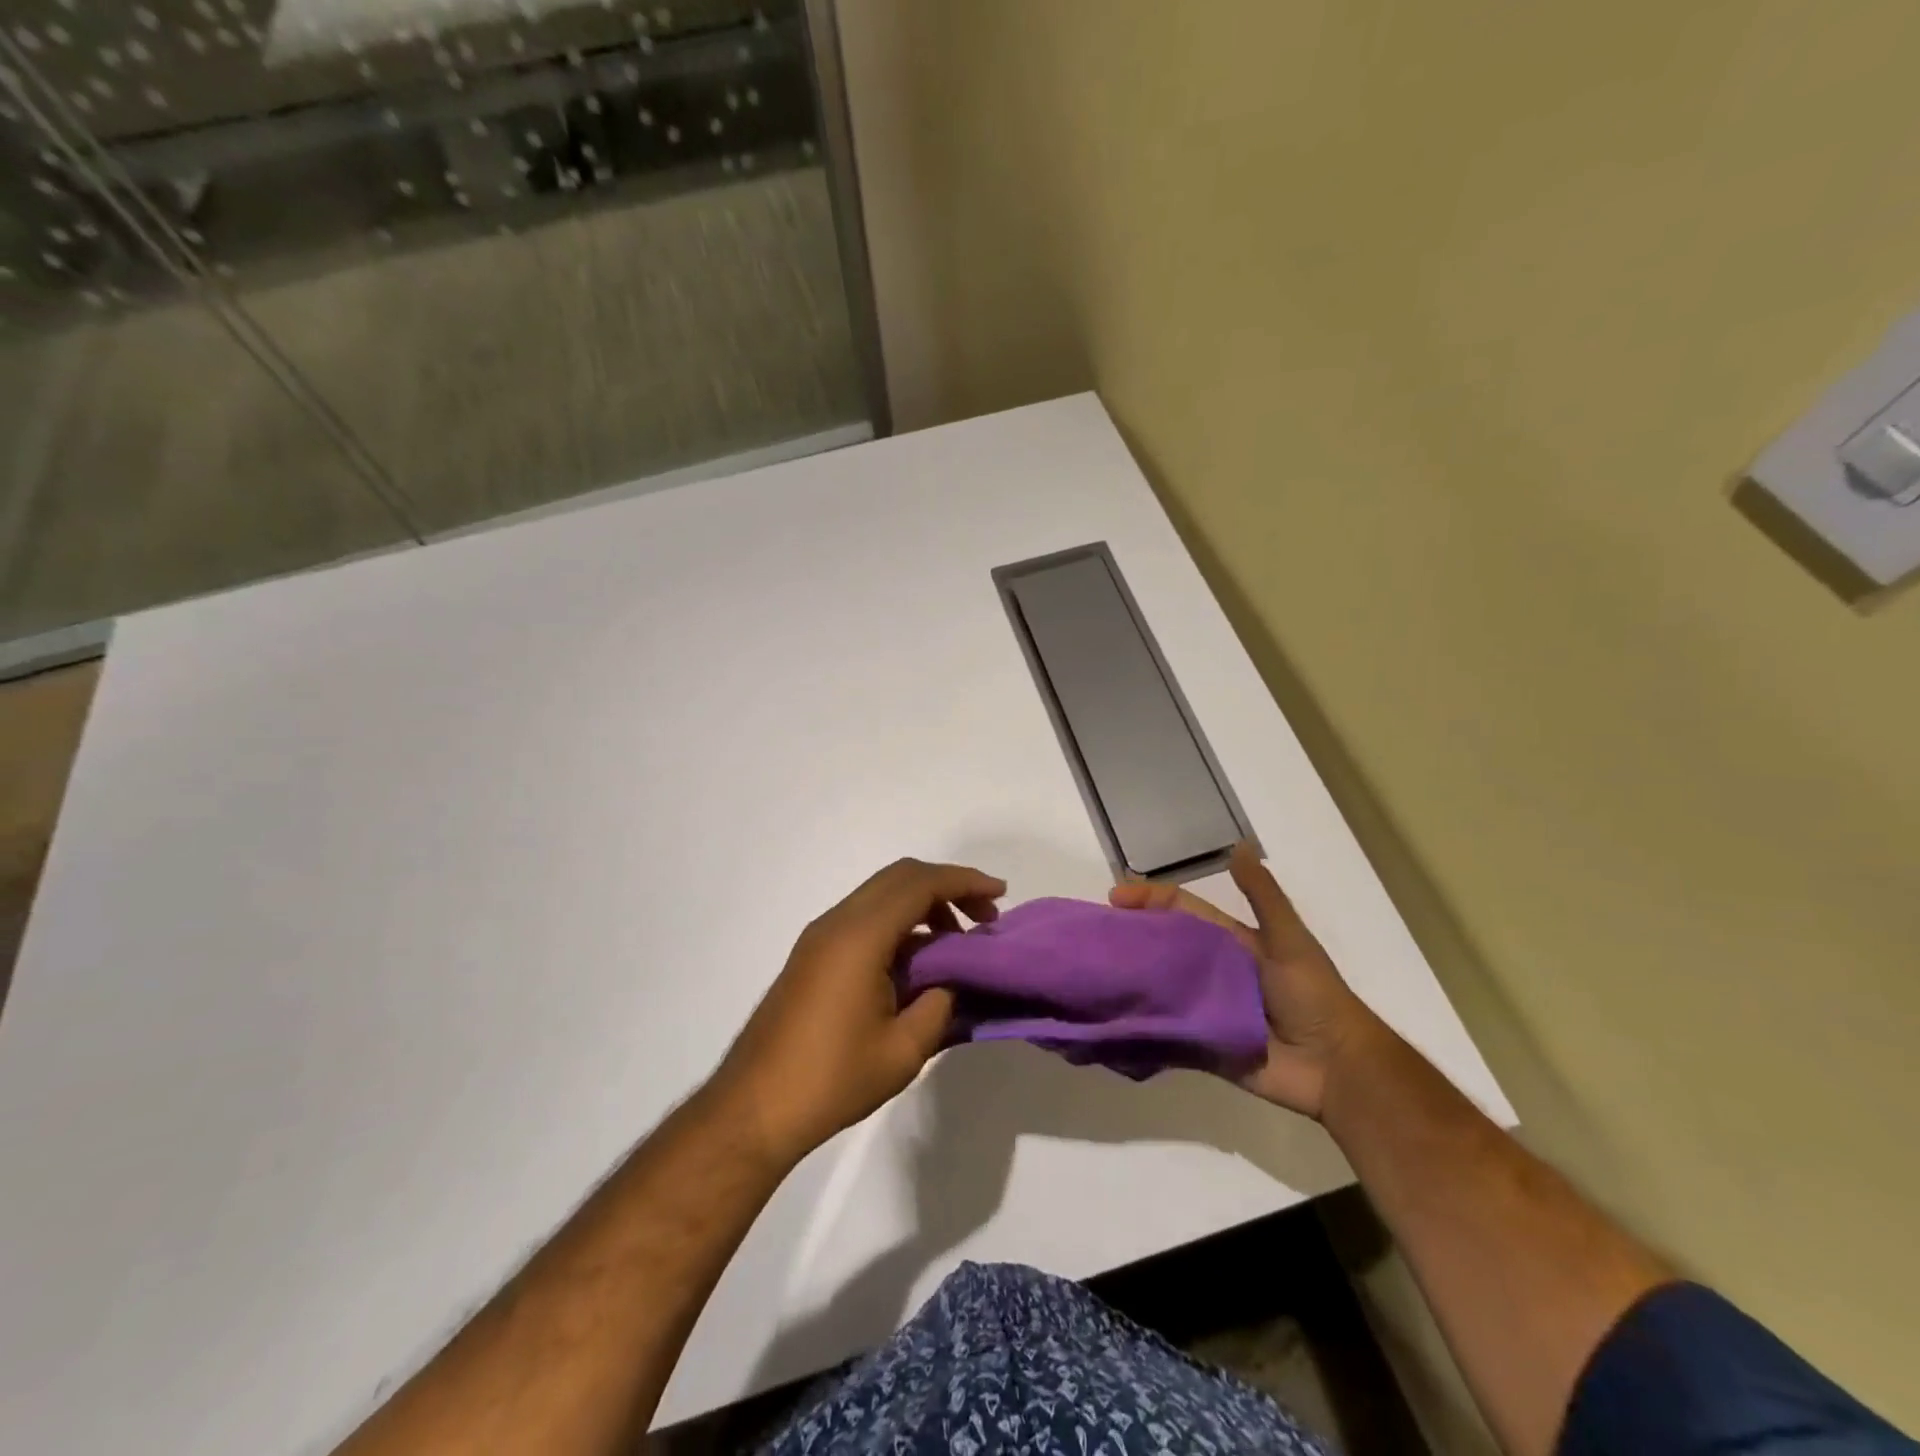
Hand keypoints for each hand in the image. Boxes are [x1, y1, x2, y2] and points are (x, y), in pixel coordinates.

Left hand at [711, 858, 1005, 1167]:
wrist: (754, 1107)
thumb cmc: (831, 1079)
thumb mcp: (902, 1050)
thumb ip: (939, 1005)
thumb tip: (954, 980)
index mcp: (860, 936)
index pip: (920, 885)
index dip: (964, 882)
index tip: (1000, 895)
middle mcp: (837, 922)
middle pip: (900, 877)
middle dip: (947, 886)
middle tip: (984, 915)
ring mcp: (820, 935)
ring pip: (881, 894)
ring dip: (922, 904)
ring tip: (956, 940)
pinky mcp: (813, 953)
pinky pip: (865, 916)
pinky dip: (899, 921)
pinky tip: (918, 959)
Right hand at [1109, 842, 1381, 1118]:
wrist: (1336, 1068)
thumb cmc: (1313, 996)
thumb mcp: (1289, 939)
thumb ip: (1263, 897)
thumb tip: (1238, 846)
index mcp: (1229, 942)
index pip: (1181, 911)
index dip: (1150, 900)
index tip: (1113, 898)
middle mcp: (1211, 972)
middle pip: (1163, 948)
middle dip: (1129, 938)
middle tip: (1089, 936)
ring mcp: (1204, 1009)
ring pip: (1158, 988)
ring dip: (1129, 980)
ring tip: (1089, 976)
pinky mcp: (1201, 1045)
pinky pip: (1164, 1033)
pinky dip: (1139, 1025)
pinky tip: (1106, 1018)